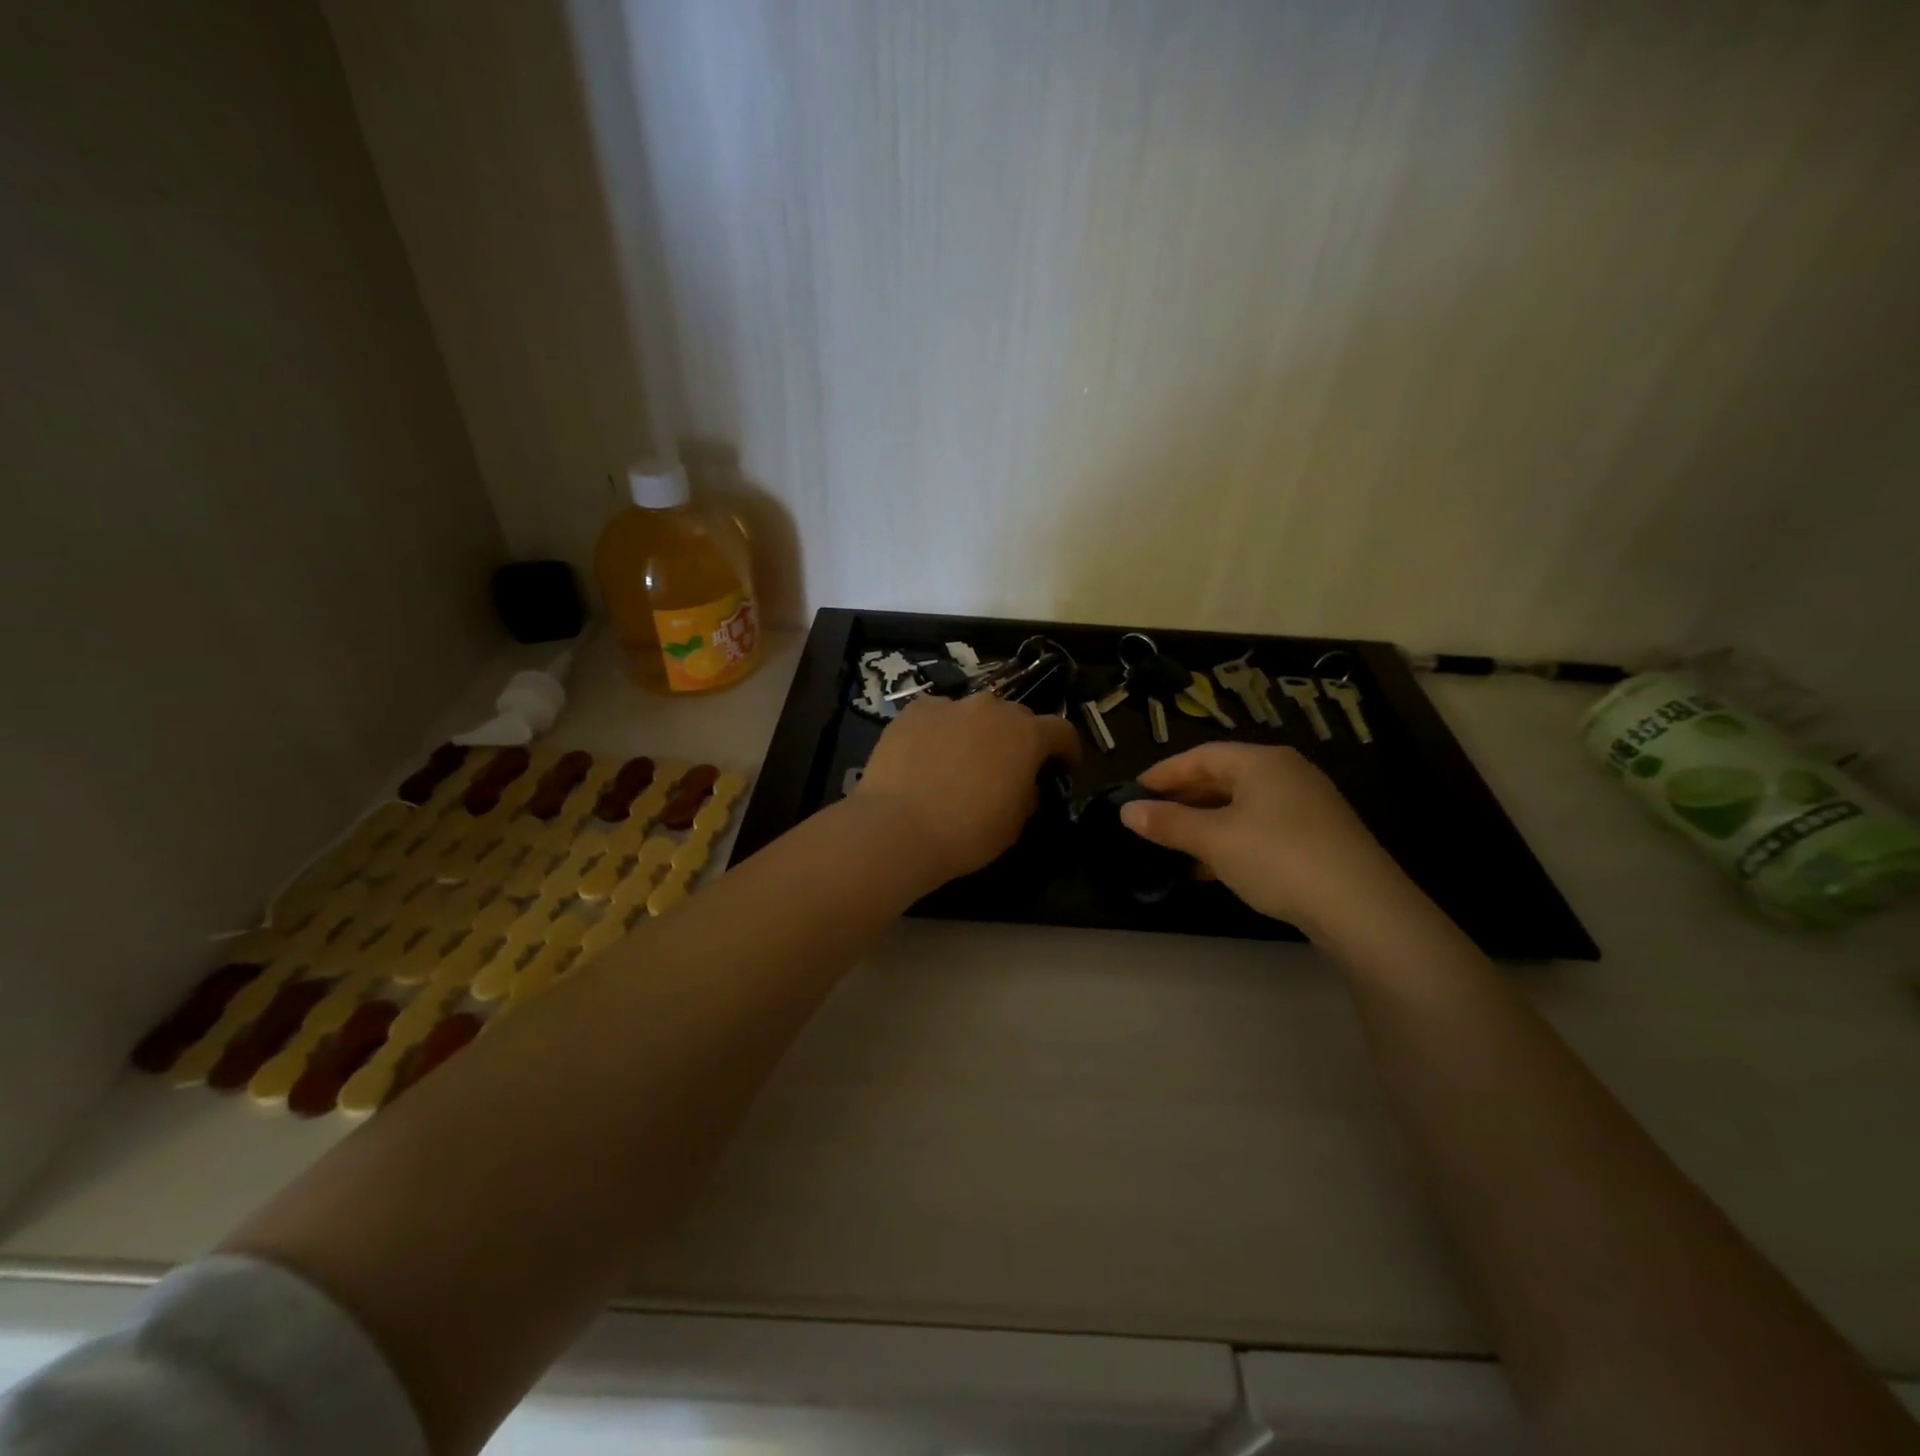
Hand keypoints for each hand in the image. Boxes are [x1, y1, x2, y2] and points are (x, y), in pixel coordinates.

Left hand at [854, 693, 1079, 883]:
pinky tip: (927, 754)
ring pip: (974, 712)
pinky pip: (937, 715)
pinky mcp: (914, 711)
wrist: (897, 827)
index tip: (1064, 767)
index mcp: (1026, 735)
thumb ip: (1028, 794)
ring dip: (977, 731)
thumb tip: (1025, 784)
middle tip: (1008, 765)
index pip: (1061, 731)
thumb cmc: (967, 832)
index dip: (1067, 749)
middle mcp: (991, 709)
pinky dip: (940, 730)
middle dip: (1019, 738)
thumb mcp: (1014, 824)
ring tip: (963, 758)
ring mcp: (950, 706)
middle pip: (1016, 716)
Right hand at [1120, 743, 1412, 933]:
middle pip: (1222, 778)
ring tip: (1174, 845)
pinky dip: (1231, 839)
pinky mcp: (1318, 836)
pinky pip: (1261, 826)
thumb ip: (1167, 823)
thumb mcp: (1213, 840)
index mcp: (1261, 762)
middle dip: (1183, 799)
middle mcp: (1286, 773)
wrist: (1362, 908)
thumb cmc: (1277, 858)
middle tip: (1150, 819)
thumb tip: (1126, 811)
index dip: (1163, 773)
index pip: (1201, 756)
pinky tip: (1213, 866)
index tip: (1133, 792)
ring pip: (1241, 806)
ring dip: (1205, 823)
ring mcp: (1306, 805)